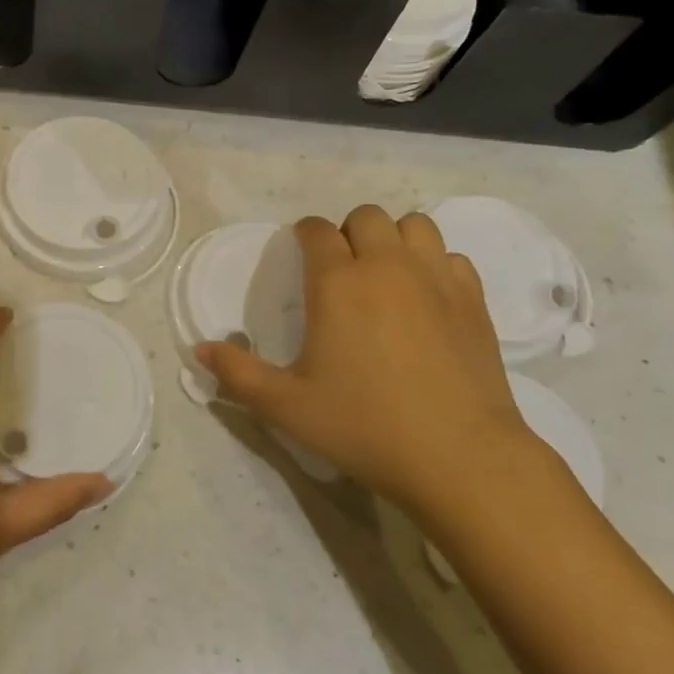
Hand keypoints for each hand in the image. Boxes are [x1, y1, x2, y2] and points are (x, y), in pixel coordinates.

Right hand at [197, 207, 553, 522]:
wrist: (459, 457)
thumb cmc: (364, 426)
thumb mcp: (286, 406)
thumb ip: (238, 373)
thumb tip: (200, 350)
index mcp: (338, 283)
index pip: (316, 230)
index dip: (304, 233)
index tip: (300, 251)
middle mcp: (386, 266)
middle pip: (366, 217)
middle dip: (348, 232)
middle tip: (341, 269)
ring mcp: (436, 279)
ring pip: (414, 226)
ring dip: (394, 239)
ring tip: (385, 274)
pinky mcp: (473, 300)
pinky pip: (451, 257)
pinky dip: (434, 264)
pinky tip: (426, 297)